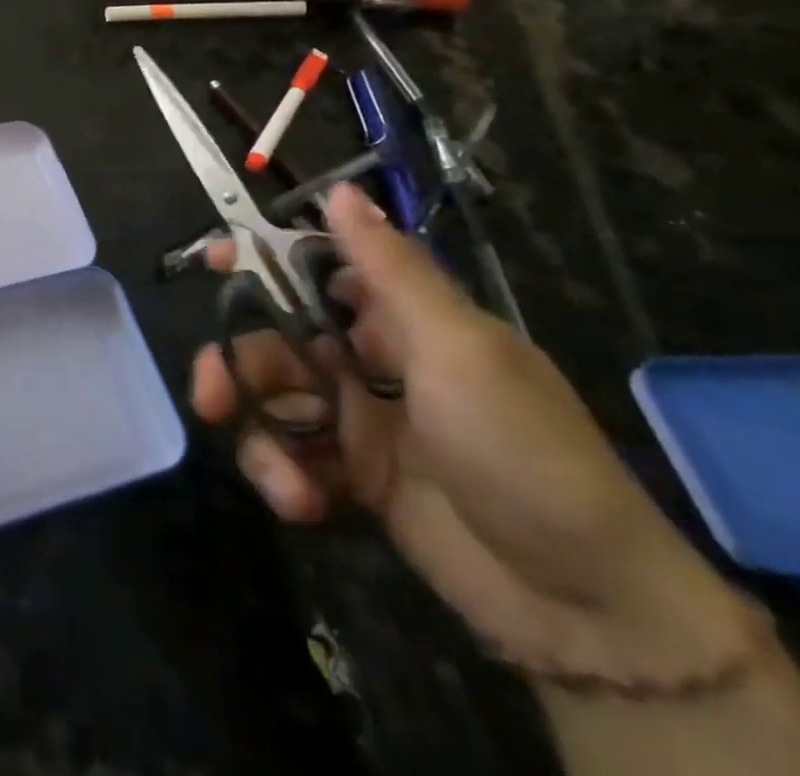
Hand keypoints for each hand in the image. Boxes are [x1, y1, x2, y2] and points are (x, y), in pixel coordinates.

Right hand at [192, 185, 755, 689]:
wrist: (586, 608)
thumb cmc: (521, 451)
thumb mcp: (459, 351)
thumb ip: (391, 270)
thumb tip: (341, 190)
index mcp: (403, 317)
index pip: (317, 266)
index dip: (263, 258)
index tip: (214, 259)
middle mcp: (373, 358)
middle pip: (276, 337)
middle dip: (239, 362)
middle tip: (213, 392)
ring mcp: (360, 420)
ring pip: (274, 399)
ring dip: (260, 431)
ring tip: (279, 478)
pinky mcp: (353, 478)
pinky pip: (293, 458)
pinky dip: (287, 476)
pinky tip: (306, 504)